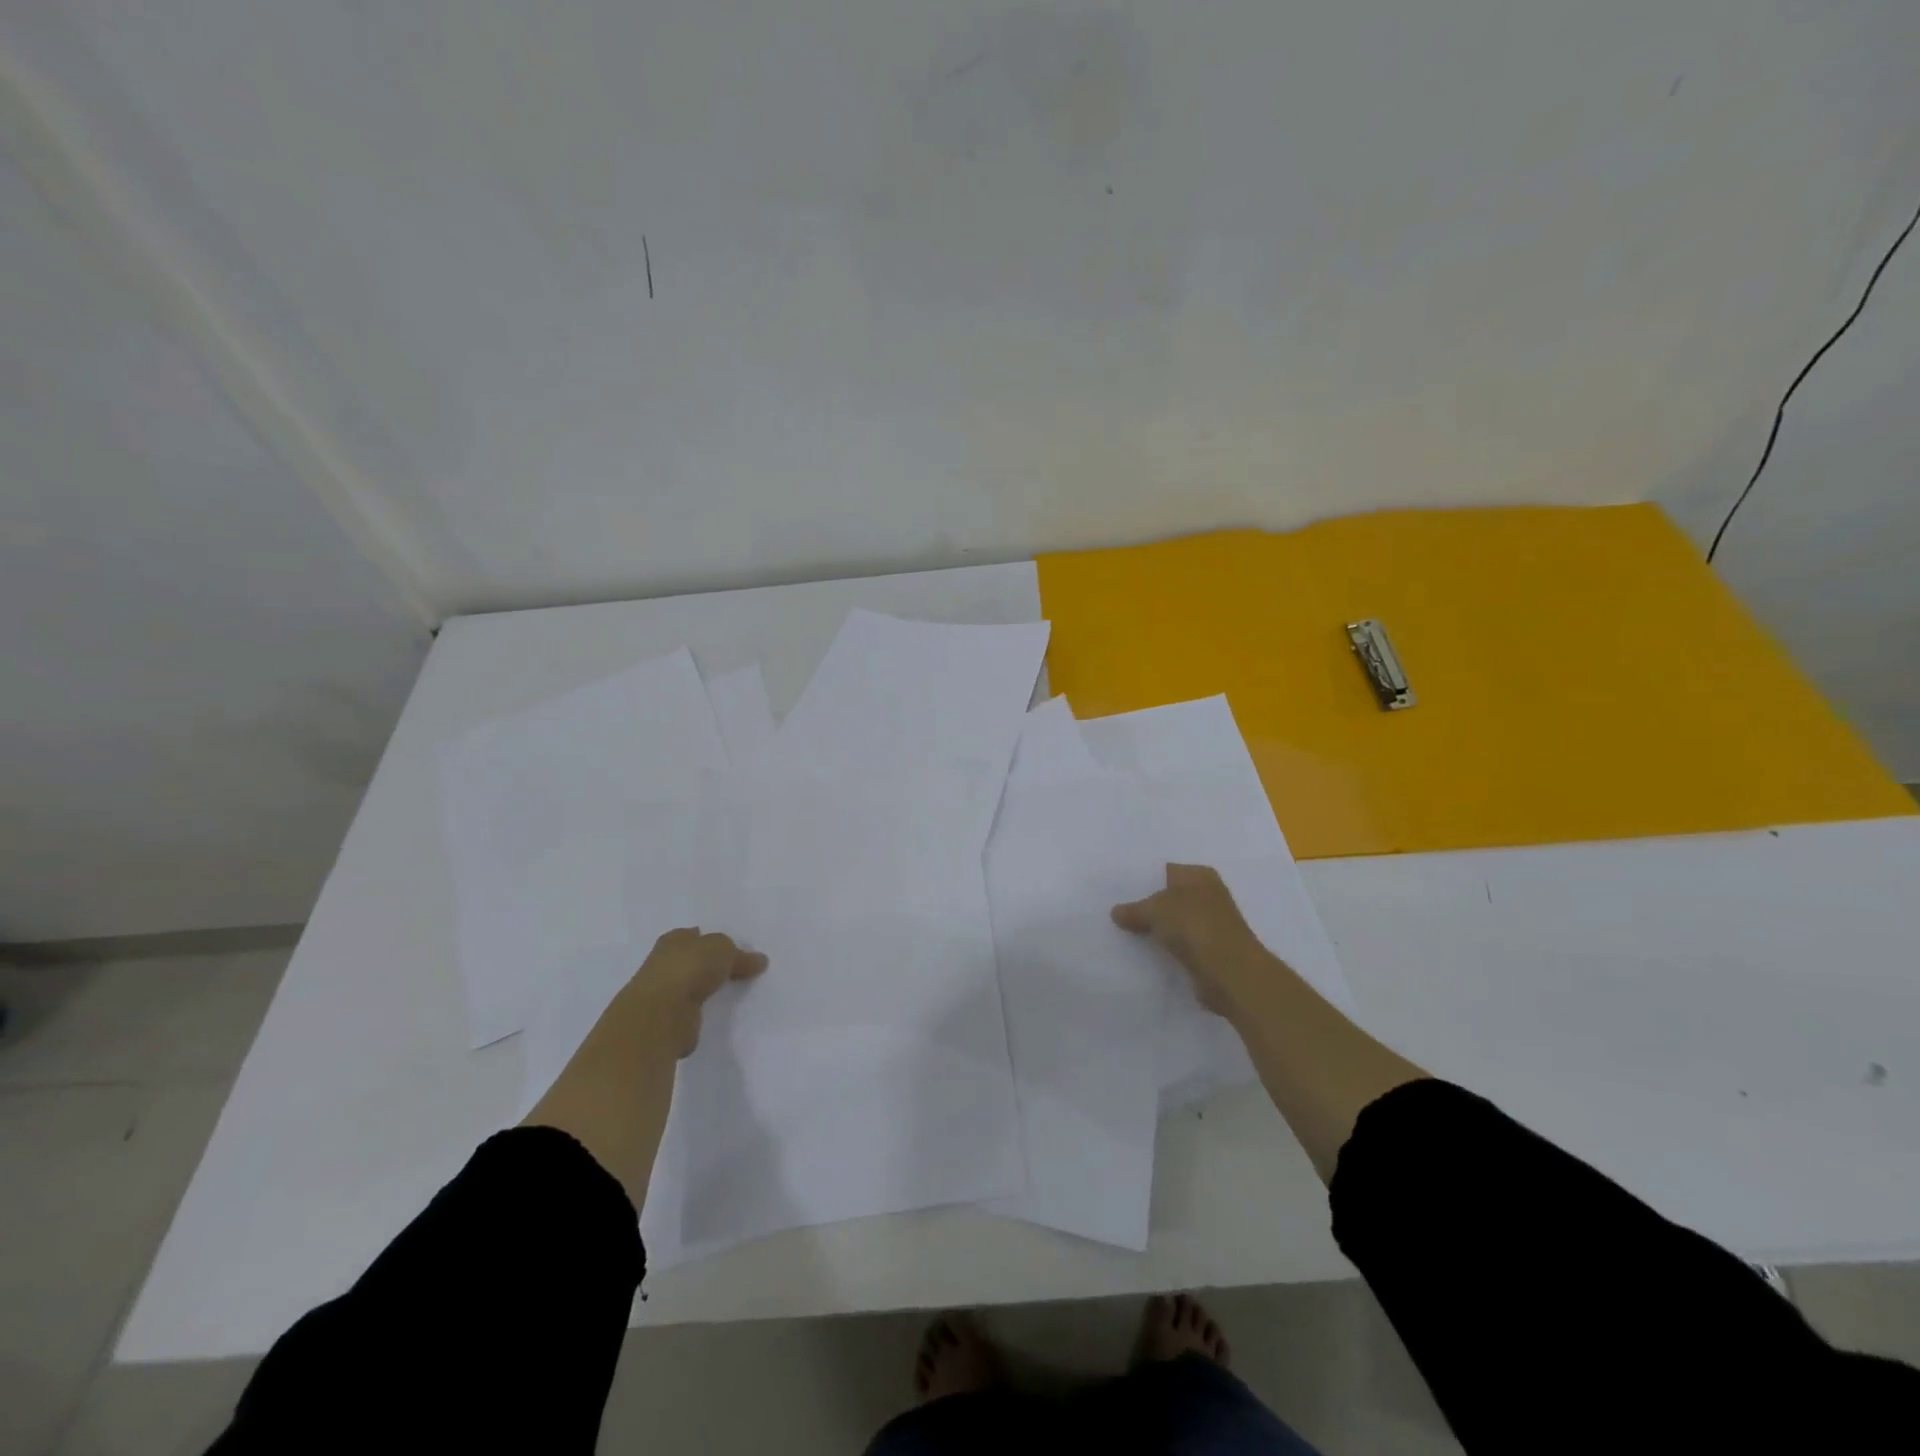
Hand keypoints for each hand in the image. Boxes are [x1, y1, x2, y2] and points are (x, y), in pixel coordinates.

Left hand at [599, 927, 767, 1059]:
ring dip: (708, 989)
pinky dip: (705, 1011)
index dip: (713, 940)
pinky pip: (694, 1010)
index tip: (734, 948)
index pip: (695, 936)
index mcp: (673, 941)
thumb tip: (759, 960)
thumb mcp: (723, 949)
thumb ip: (739, 955)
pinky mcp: (670, 1020)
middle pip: (694, 961)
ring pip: (693, 986)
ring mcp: (665, 994)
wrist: (661, 1015)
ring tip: (735, 991)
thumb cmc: (689, 969)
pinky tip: (721, 1012)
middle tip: (741, 969)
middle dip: (712, 965)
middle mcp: (665, 964)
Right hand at [1112, 864, 1270, 1017]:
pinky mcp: (1209, 951)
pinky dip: (1165, 947)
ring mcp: (1210, 924)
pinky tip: (1143, 950)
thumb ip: (1134, 909)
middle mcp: (1208, 895)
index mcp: (1199, 875)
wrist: (1230, 973)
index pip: (1165, 870)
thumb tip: (1115, 912)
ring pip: (1173, 921)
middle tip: (1115, 909)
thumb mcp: (1155, 910)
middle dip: (1147, 903)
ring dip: (1155, 928)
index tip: (1118, 888)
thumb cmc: (1195, 926)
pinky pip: (1179, 944)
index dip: (1142, 879)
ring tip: (1123, 930)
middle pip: (1169, 896)